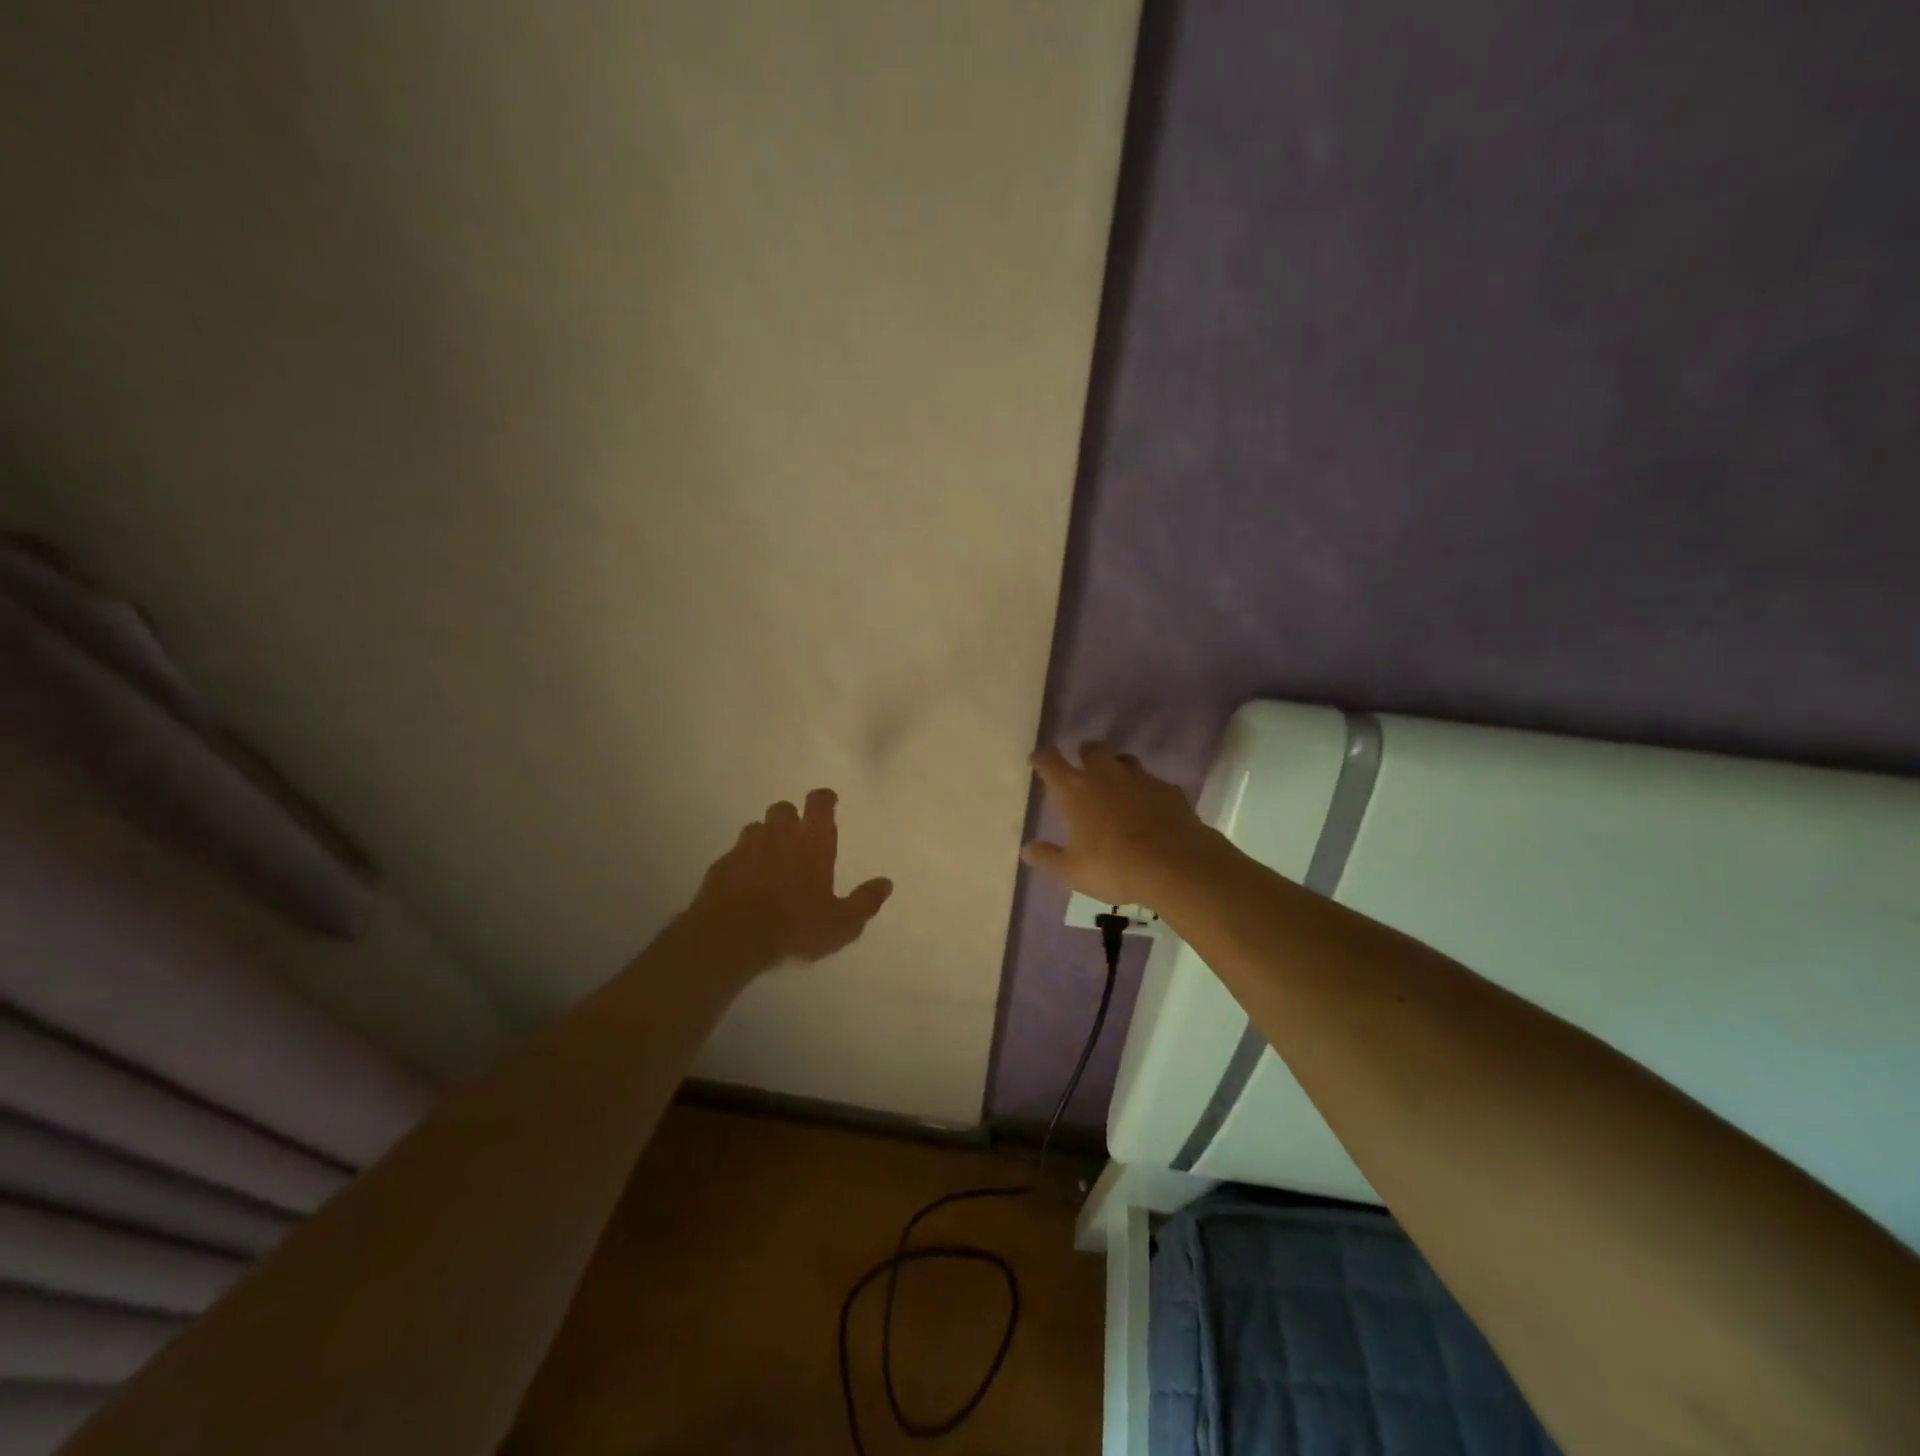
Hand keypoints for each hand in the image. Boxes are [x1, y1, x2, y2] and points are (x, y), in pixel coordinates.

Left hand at [687, 788, 893, 971]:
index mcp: (813, 840)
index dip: (824, 799)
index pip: (819, 802)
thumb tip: (885, 883)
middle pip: (784, 808)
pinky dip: (743, 861)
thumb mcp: (842, 923)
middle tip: (799, 839)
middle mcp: (779, 834)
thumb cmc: (795, 926)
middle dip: (791, 818)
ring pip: (757, 828)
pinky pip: (735, 854)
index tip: (828, 803)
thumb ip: (865, 901)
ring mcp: (746, 847)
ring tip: (772, 860)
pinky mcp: (721, 865)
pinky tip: (746, 882)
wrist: (731, 937)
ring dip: (766, 837)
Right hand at [1022, 744, 1211, 906]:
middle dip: (1084, 754)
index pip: (1051, 764)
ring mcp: (1140, 779)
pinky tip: (1149, 808)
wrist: (1176, 865)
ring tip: (1115, 784)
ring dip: (1116, 768)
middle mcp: (1106, 775)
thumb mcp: (1072, 871)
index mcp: (1076, 791)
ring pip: (1124, 760)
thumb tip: (1027, 850)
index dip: (1042, 758)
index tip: (1037, 758)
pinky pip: (1152, 782)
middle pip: (1092, 750)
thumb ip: (1048, 857)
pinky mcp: (1169, 790)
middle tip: (1081, 766)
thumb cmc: (1114, 867)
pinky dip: (1146, 791)